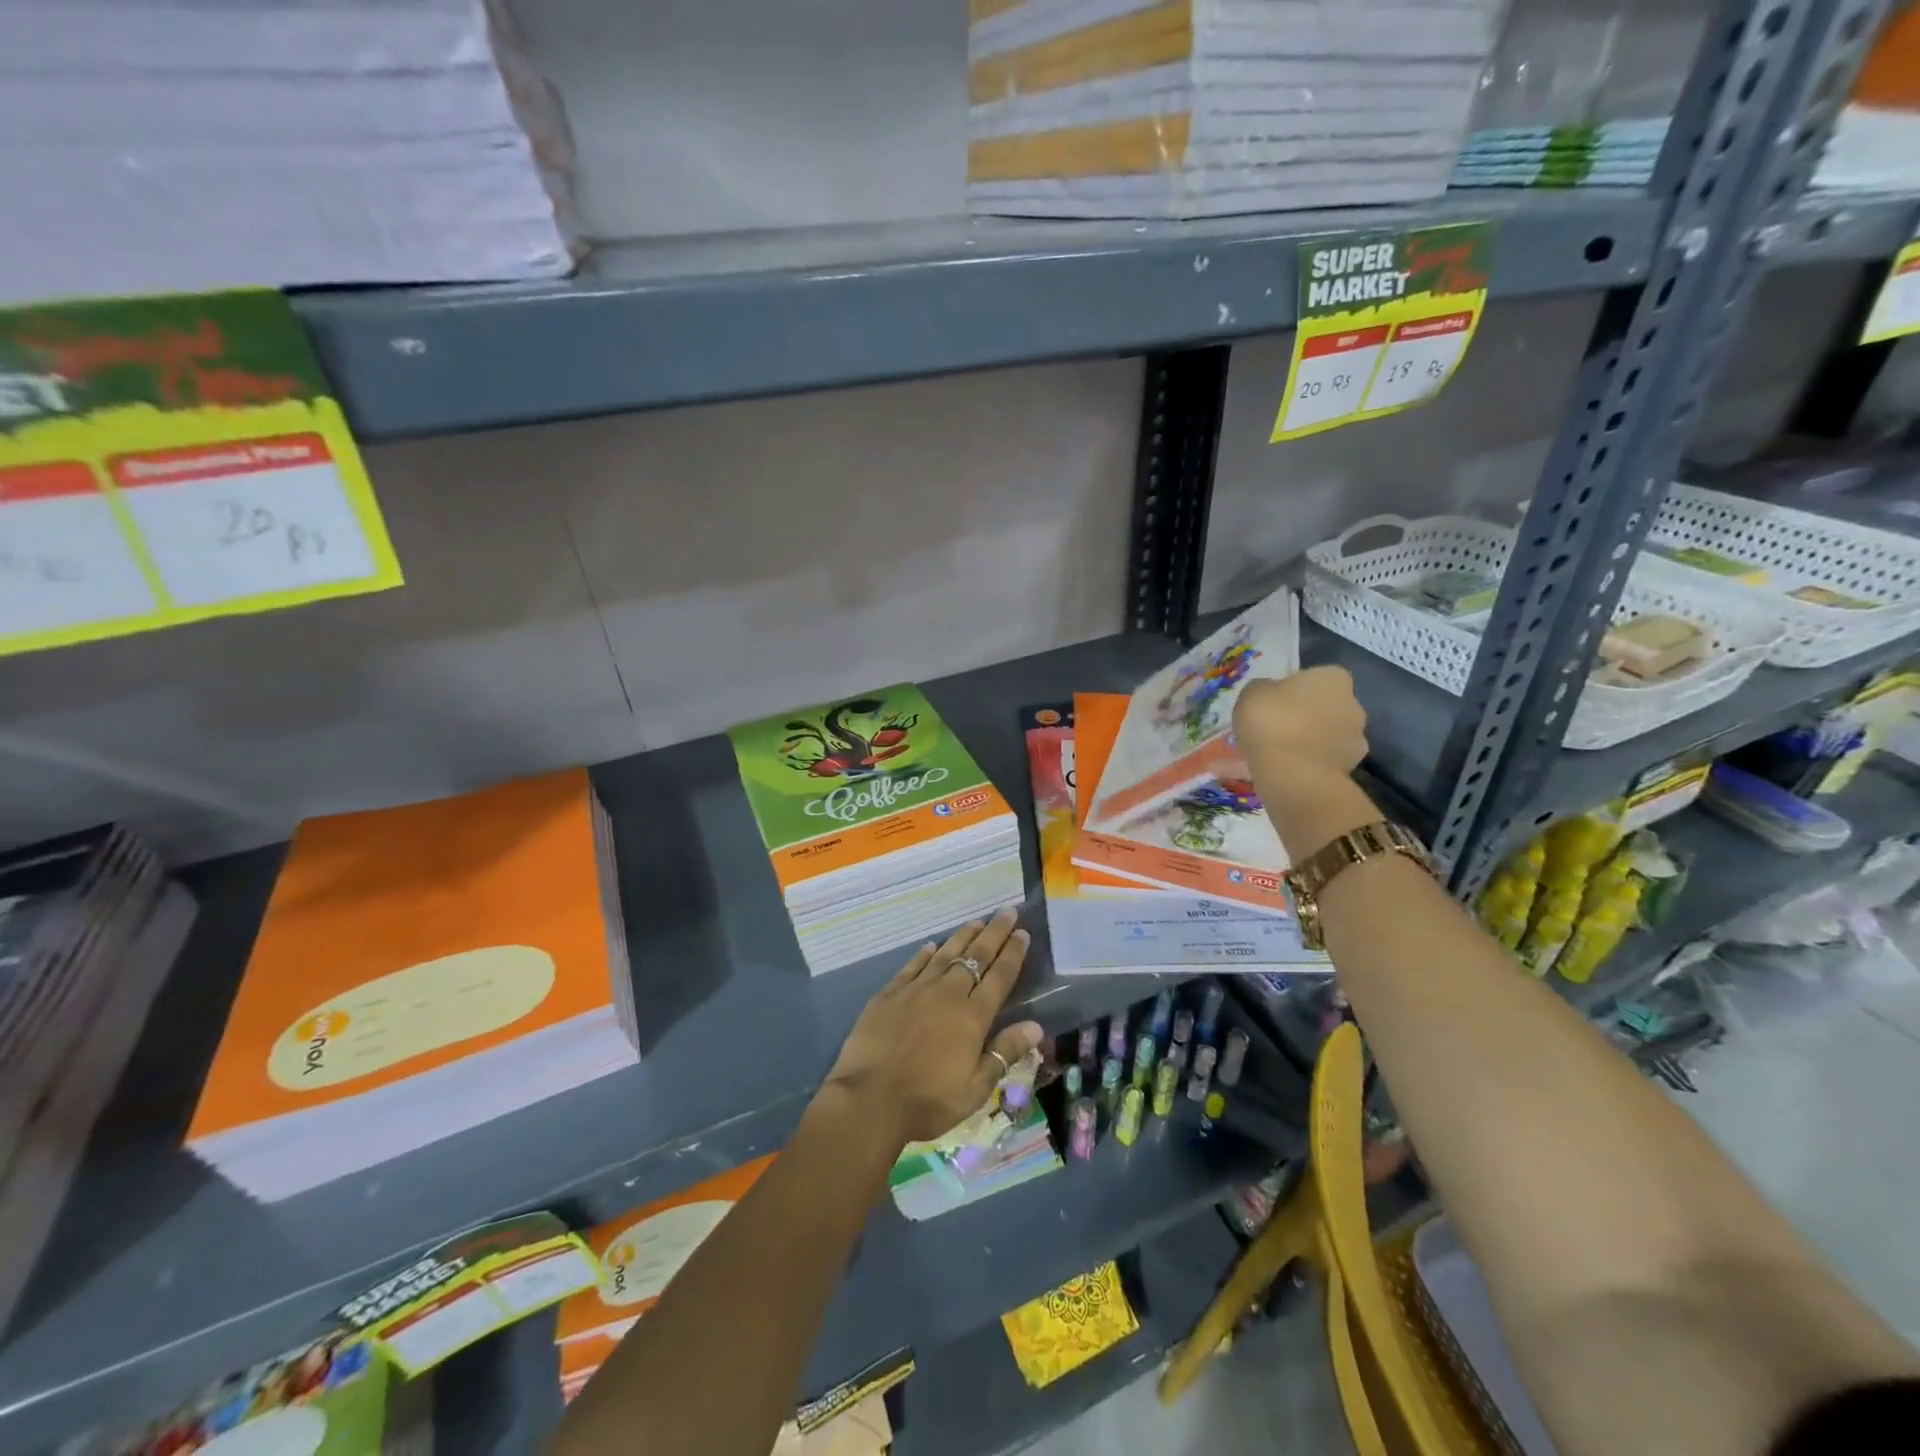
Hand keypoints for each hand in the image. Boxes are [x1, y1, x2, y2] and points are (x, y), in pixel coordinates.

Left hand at [823, 908, 1043, 1147]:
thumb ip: (1004, 1052)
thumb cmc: (928, 1101)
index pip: (999, 976)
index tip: (1022, 932)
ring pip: (945, 954)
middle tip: (1007, 912)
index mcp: (973, 1016)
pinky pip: (913, 965)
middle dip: (994, 933)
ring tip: (977, 921)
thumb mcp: (975, 1088)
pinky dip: (925, 954)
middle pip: (976, 956)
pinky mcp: (889, 993)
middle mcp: (948, 994)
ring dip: (963, 936)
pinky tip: (931, 945)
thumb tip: (1035, 1025)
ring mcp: (916, 990)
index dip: (1013, 953)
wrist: (870, 1099)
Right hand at [1232, 666, 1367, 780]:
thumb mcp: (1251, 694)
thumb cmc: (1272, 722)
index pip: (1314, 677)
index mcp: (1333, 678)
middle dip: (1302, 716)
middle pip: (1323, 707)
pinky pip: (1320, 761)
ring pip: (1323, 736)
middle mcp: (1353, 704)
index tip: (1271, 703)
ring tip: (1273, 756)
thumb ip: (1263, 690)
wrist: (1293, 775)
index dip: (1291, 689)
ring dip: (1304, 742)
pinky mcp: (1349, 769)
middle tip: (1272, 729)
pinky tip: (1280, 772)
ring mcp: (1355, 739)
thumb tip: (1268, 695)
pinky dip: (1305, 765)